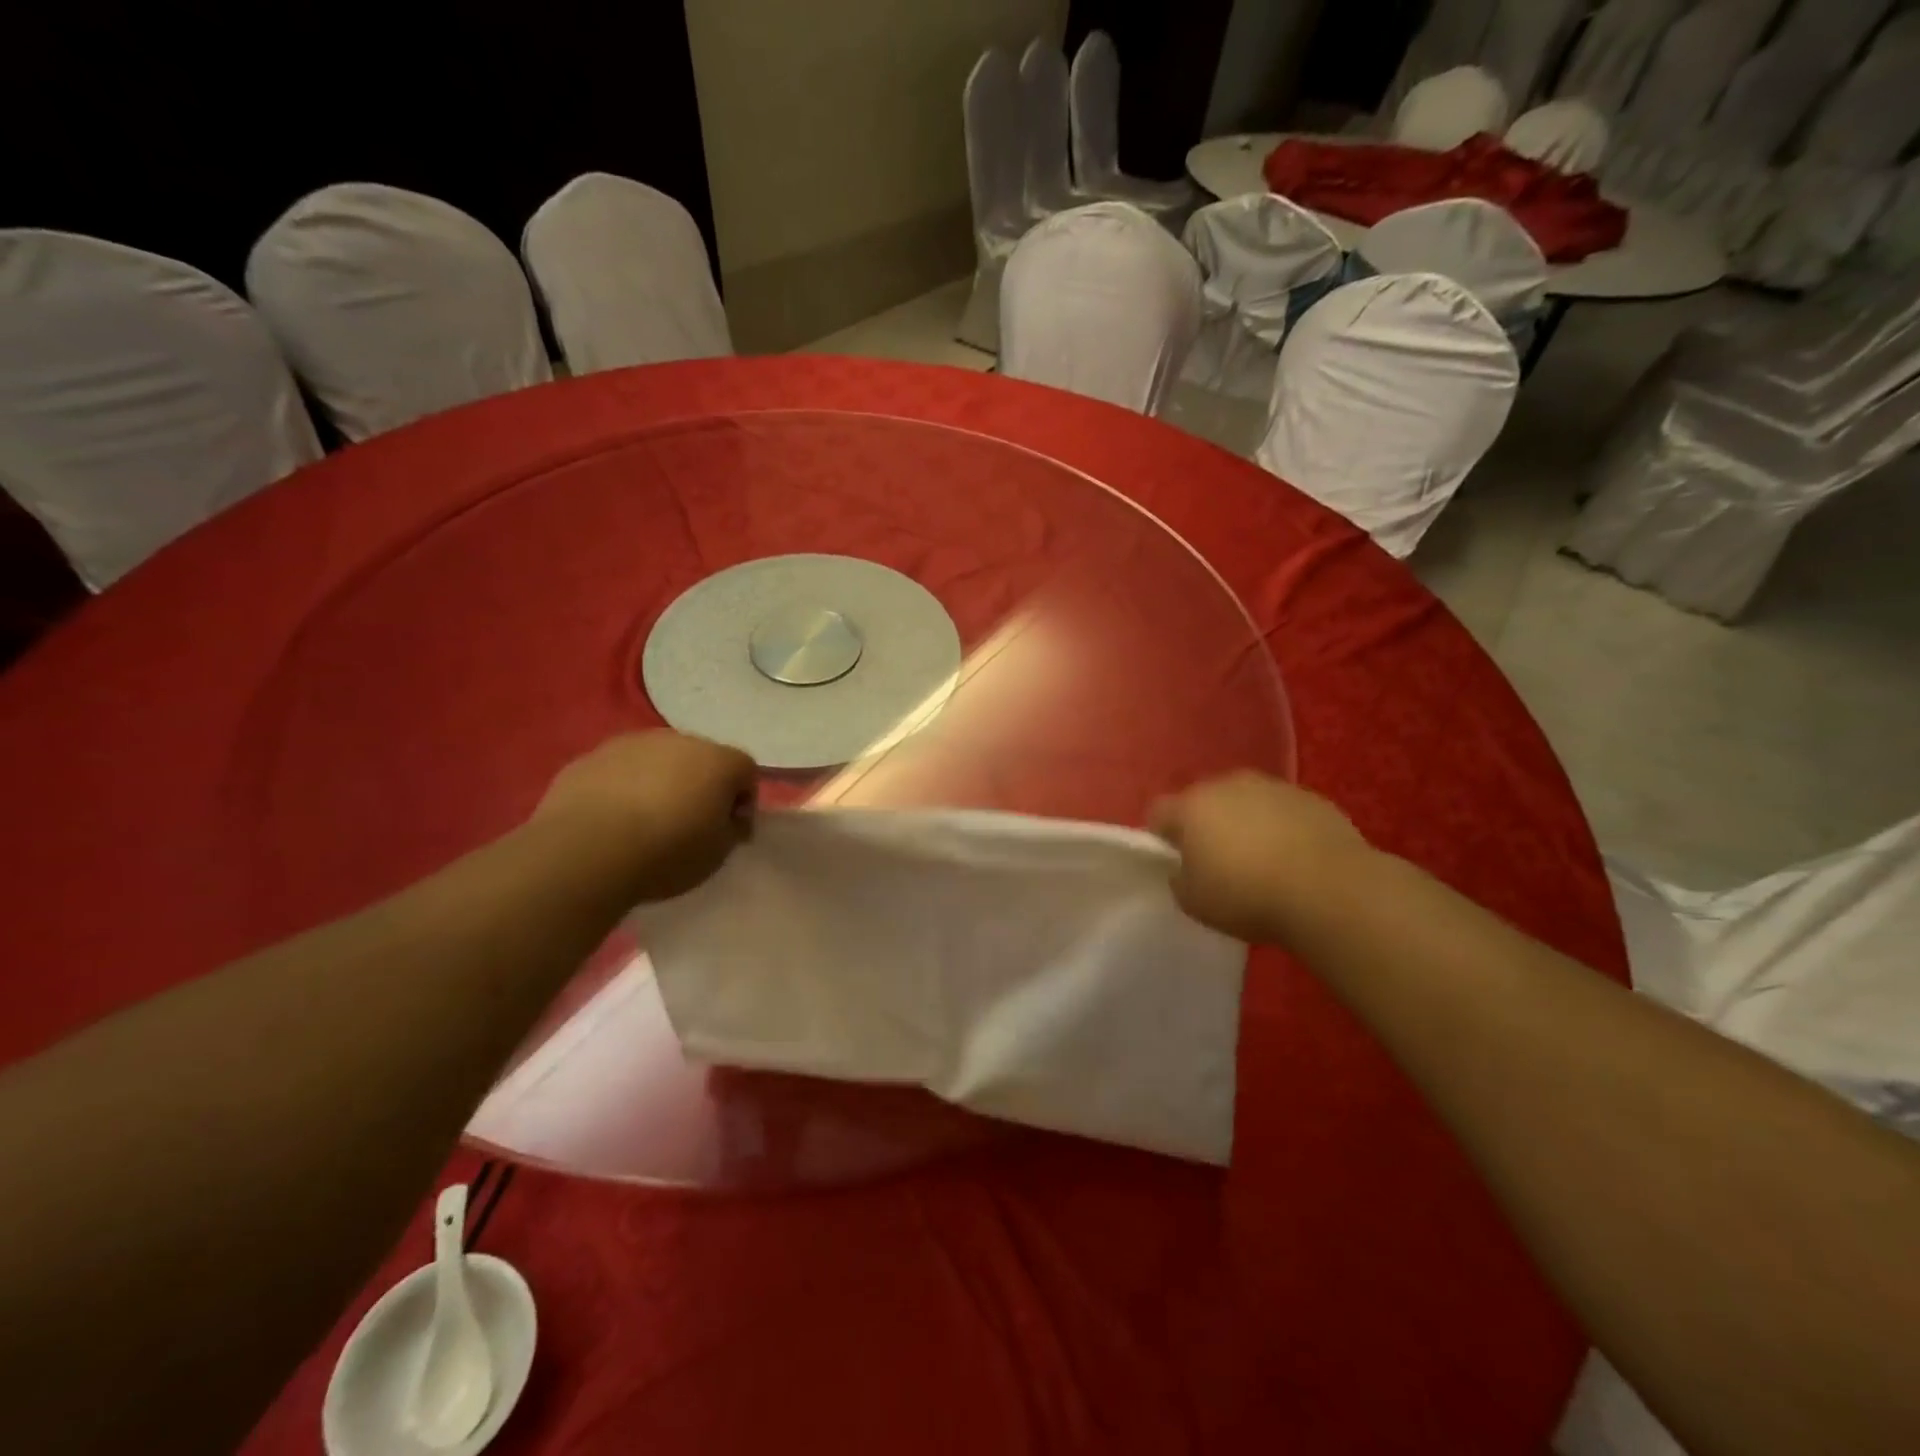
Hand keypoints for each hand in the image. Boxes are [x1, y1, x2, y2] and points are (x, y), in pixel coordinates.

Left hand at [534, 732, 756, 901]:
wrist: (586, 851)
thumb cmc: (667, 852)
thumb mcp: (719, 853)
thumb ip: (732, 828)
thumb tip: (730, 818)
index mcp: (718, 760)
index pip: (746, 770)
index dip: (743, 800)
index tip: (730, 830)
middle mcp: (679, 740)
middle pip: (701, 759)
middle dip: (700, 786)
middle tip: (690, 824)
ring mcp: (631, 744)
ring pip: (657, 760)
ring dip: (660, 783)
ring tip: (646, 822)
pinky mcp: (591, 757)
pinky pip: (619, 771)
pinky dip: (623, 788)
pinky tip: (612, 821)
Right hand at [1151, 771, 1372, 945]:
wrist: (1330, 890)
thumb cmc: (1248, 896)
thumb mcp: (1194, 903)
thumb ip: (1179, 880)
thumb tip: (1185, 869)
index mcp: (1191, 807)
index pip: (1158, 812)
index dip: (1162, 837)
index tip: (1176, 863)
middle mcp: (1228, 785)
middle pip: (1204, 801)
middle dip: (1207, 826)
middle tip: (1219, 864)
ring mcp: (1273, 787)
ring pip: (1246, 802)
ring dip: (1246, 824)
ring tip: (1262, 862)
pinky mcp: (1311, 798)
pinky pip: (1283, 811)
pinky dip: (1282, 829)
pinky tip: (1296, 860)